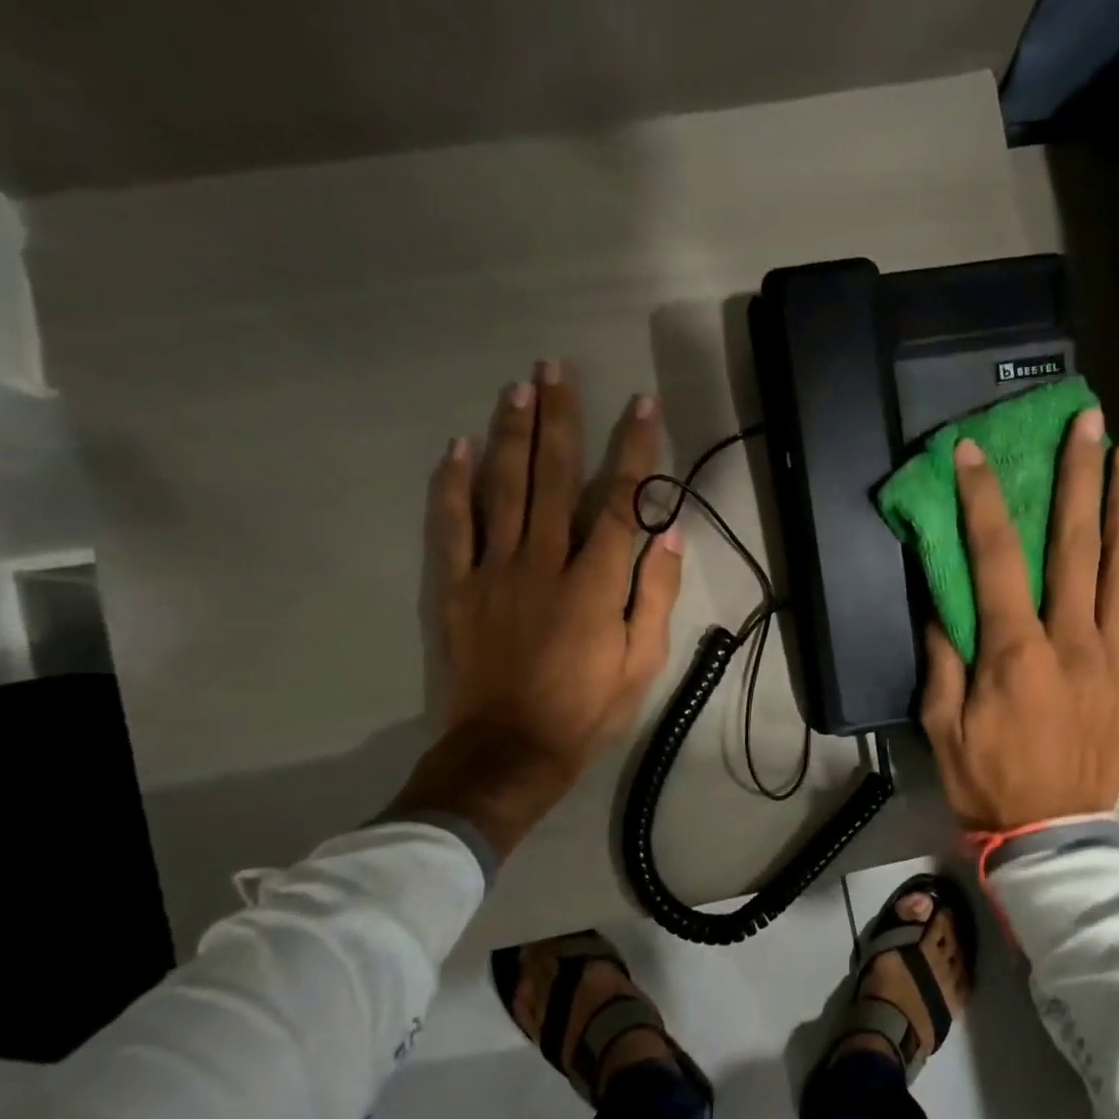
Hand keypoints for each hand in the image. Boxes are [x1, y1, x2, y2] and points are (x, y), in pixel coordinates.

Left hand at [387, 361, 684, 857]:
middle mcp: (544, 562)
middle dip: (560, 419)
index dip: (634, 450)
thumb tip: (667, 534)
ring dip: (512, 433)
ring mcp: (494, 570)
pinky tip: (457, 447)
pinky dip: (453, 484)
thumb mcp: (643, 662)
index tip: (642, 406)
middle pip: (553, 477)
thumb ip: (655, 595)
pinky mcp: (457, 587)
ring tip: (518, 387)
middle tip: (556, 368)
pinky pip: (452, 526)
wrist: (510, 750)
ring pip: (503, 488)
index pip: (620, 500)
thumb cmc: (588, 709)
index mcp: (595, 582)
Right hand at [920, 409, 1118, 831]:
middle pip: (1079, 546)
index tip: (973, 452)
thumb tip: (944, 604)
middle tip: (1087, 422)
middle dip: (1079, 478)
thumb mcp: (942, 724)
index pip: (997, 557)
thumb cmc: (987, 780)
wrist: (1050, 834)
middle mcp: (1072, 643)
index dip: (982, 498)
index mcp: (1015, 652)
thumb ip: (943, 659)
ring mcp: (1116, 661)